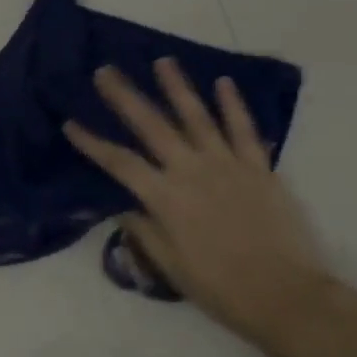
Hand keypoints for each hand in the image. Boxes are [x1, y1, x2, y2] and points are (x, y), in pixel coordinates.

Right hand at [64, 60, 331, 349]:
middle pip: (151, 125)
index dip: (93, 142)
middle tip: (106, 71)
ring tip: (163, 61)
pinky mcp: (258, 166)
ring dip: (177, 86)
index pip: (119, 162)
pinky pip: (243, 128)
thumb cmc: (221, 289)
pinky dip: (233, 104)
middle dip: (125, 96)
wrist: (284, 295)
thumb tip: (124, 208)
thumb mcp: (172, 268)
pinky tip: (223, 82)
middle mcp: (191, 170)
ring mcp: (226, 163)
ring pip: (196, 115)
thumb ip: (146, 233)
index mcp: (165, 198)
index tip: (71, 122)